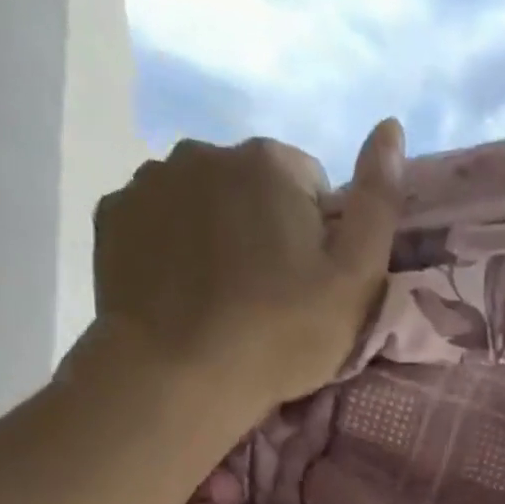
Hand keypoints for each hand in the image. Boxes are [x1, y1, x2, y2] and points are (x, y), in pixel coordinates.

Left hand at [91, 120, 404, 408]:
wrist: (178, 376)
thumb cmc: (280, 334)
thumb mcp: (355, 280)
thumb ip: (379, 203)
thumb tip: (391, 126)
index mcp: (270, 162)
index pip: (312, 185)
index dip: (320, 237)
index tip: (311, 286)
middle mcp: (205, 151)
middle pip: (254, 187)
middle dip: (266, 228)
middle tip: (269, 298)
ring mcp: (150, 180)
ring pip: (204, 201)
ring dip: (218, 234)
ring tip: (222, 298)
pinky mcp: (113, 217)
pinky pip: (159, 221)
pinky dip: (173, 247)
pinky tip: (182, 293)